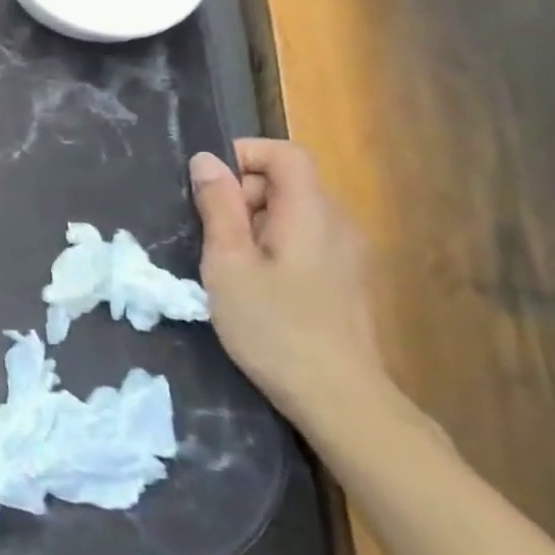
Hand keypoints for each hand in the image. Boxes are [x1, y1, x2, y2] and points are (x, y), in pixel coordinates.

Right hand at [189, 139, 387, 425]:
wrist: (341, 401)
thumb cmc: (274, 326)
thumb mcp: (228, 262)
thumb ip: (218, 206)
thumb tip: (207, 160)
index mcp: (311, 212)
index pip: (285, 153)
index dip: (244, 154)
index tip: (208, 184)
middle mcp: (338, 224)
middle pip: (288, 182)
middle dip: (243, 193)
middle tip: (211, 233)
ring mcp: (348, 255)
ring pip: (294, 213)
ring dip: (255, 223)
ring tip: (228, 262)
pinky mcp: (347, 281)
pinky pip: (306, 240)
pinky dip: (274, 245)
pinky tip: (257, 285)